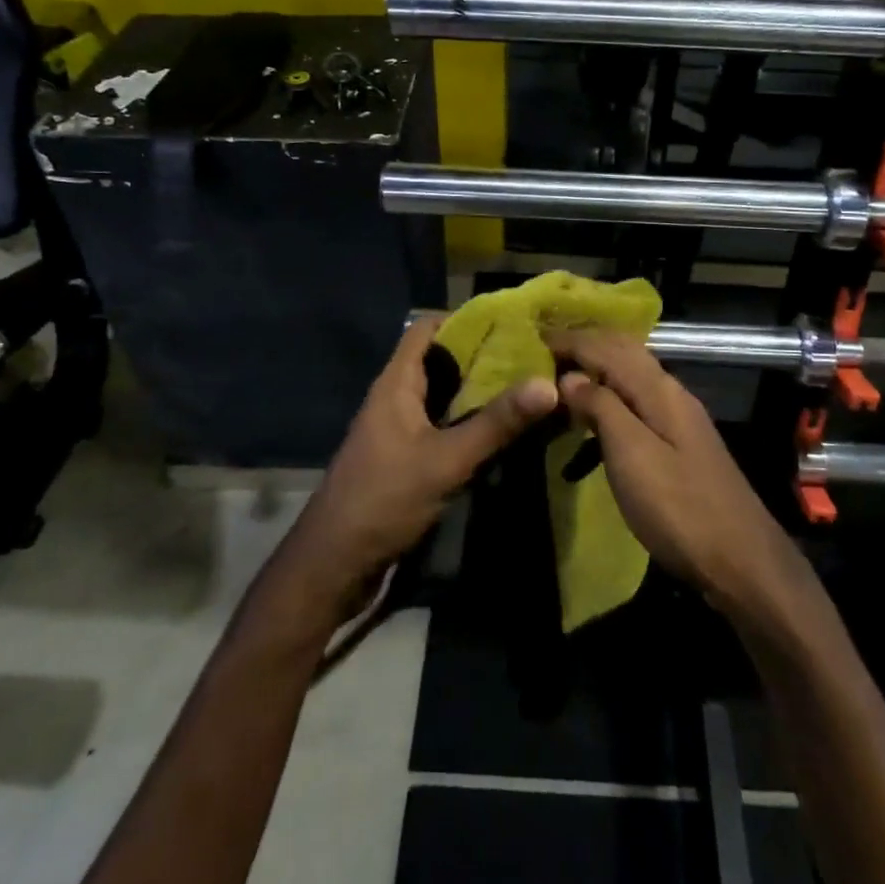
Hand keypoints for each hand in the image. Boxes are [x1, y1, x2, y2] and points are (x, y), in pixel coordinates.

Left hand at [291, 318, 557, 605]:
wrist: (335, 564)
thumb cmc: (383, 500)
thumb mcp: (446, 460)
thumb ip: (496, 423)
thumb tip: (549, 385)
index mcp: (396, 384)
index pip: (425, 330)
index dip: (463, 319)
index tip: (510, 321)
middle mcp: (396, 399)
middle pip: (439, 361)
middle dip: (482, 355)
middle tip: (533, 354)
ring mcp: (400, 430)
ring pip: (444, 396)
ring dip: (479, 390)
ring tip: (528, 385)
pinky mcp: (407, 459)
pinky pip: (443, 426)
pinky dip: (470, 421)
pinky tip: (503, 430)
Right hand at [546, 329, 789, 604]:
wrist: (742, 560)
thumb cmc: (678, 507)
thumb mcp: (631, 455)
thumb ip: (601, 408)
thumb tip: (570, 376)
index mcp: (658, 389)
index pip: (607, 347)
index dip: (570, 339)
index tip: (531, 338)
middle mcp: (671, 392)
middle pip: (624, 352)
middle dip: (585, 344)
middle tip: (543, 349)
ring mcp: (679, 417)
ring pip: (631, 375)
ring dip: (597, 367)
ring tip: (560, 376)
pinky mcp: (680, 442)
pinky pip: (637, 399)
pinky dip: (610, 394)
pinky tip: (594, 414)